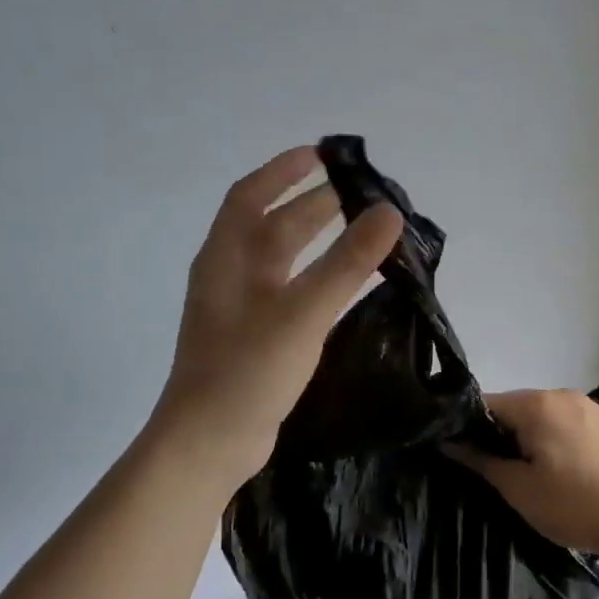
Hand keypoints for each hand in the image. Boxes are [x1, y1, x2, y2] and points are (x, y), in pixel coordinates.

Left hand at [152, 146, 402, 486]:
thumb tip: (389, 212)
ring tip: (359, 230)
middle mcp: (230, 275)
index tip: (322, 154)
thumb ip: (347, 262)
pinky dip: (316, 276)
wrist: (209, 444)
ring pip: (281, 260)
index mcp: (228, 258)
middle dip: (311, 204)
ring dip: (315, 240)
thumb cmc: (248, 370)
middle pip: (271, 225)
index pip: (251, 196)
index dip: (284, 171)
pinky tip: (344, 285)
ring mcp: (240, 309)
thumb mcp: (302, 312)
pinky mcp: (254, 338)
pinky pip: (289, 291)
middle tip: (360, 195)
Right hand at [449, 389, 598, 558]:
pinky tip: (561, 471)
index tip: (460, 454)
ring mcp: (587, 406)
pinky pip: (566, 424)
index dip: (467, 428)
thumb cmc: (576, 504)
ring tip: (528, 475)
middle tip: (495, 473)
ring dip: (528, 439)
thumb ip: (482, 462)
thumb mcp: (520, 490)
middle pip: (515, 408)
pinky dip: (554, 440)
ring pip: (542, 417)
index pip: (486, 404)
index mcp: (536, 404)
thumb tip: (450, 443)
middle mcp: (560, 395)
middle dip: (500, 435)